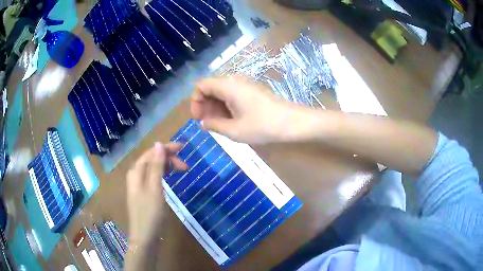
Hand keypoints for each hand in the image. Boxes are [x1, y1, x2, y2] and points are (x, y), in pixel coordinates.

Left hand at [126, 143, 186, 247]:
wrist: (145, 236)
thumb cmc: (150, 213)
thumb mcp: (155, 188)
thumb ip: (156, 166)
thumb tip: (159, 144)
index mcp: (136, 171)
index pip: (151, 152)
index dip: (166, 148)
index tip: (183, 148)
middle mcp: (136, 175)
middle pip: (151, 159)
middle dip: (168, 158)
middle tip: (185, 166)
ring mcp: (139, 184)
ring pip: (153, 168)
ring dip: (166, 166)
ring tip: (181, 170)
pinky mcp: (144, 192)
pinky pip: (153, 177)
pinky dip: (163, 174)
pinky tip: (170, 177)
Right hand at [191, 76, 293, 143]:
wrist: (291, 122)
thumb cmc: (262, 126)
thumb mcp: (234, 130)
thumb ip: (214, 125)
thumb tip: (203, 123)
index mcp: (227, 86)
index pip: (201, 85)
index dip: (195, 101)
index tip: (199, 118)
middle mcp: (234, 80)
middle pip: (211, 88)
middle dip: (205, 106)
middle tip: (209, 124)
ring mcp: (245, 84)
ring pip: (221, 92)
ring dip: (216, 107)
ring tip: (220, 125)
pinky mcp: (252, 90)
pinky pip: (232, 94)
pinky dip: (227, 106)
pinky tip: (232, 120)